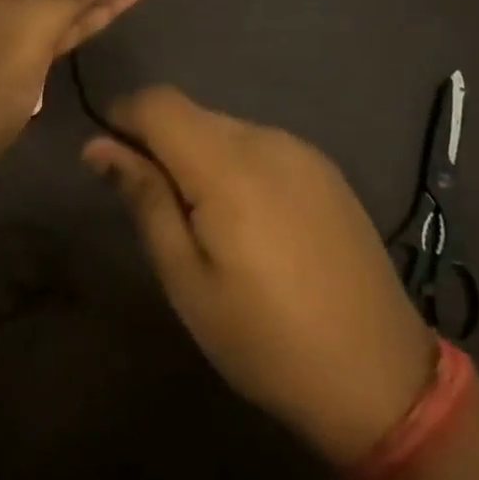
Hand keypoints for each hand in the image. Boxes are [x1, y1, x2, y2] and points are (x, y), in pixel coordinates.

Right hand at [83, 87, 434, 466]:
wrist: (380, 377)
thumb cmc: (265, 340)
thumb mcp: (187, 280)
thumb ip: (145, 200)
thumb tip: (98, 146)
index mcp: (228, 165)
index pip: (158, 102)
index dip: (123, 116)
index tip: (107, 158)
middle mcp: (267, 140)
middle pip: (191, 113)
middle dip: (158, 142)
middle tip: (154, 207)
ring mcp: (304, 152)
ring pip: (225, 127)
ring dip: (197, 155)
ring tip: (203, 222)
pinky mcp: (326, 170)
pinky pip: (261, 145)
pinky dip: (234, 164)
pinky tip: (248, 221)